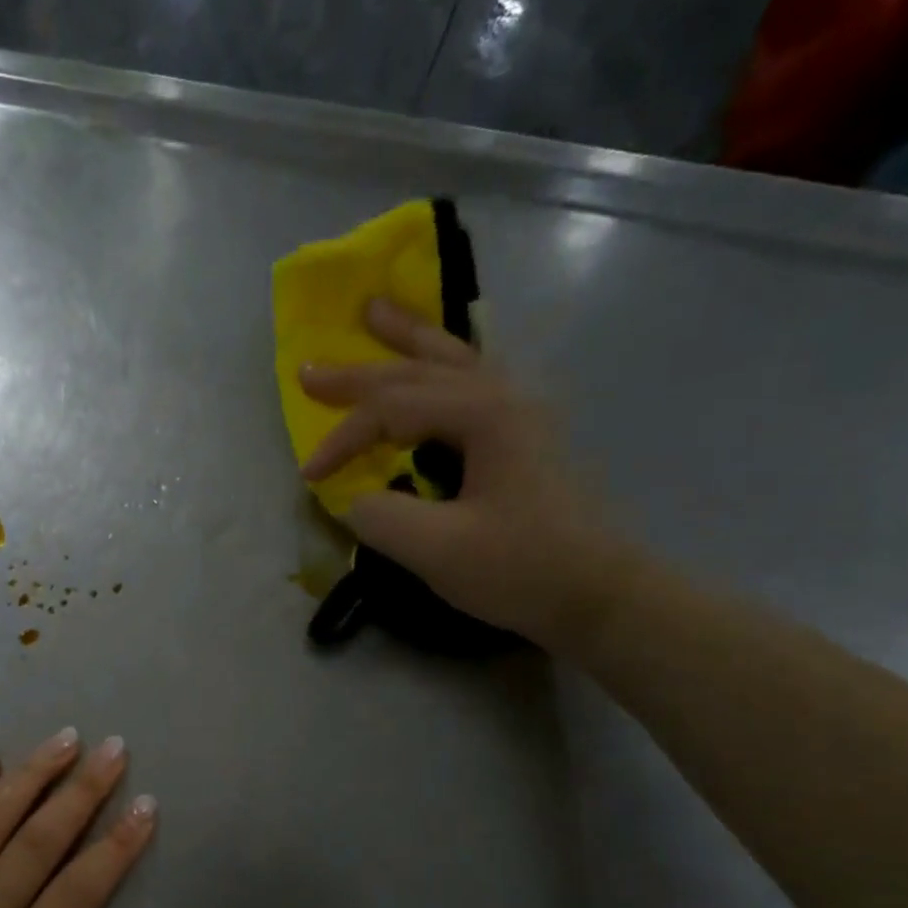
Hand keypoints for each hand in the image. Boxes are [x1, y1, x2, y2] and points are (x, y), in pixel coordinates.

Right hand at [299, 297, 637, 649]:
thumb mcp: (438, 550)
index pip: (391, 410)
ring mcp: (518, 413)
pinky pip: (471, 380)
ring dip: (407, 341)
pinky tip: (434, 363)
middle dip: (358, 372)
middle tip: (309, 368)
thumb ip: (381, 517)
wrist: (598, 594)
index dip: (342, 440)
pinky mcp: (523, 436)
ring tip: (375, 314)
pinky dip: (440, 365)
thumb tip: (354, 499)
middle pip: (417, 371)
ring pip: (452, 361)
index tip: (309, 478)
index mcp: (482, 415)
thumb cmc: (521, 568)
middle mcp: (502, 397)